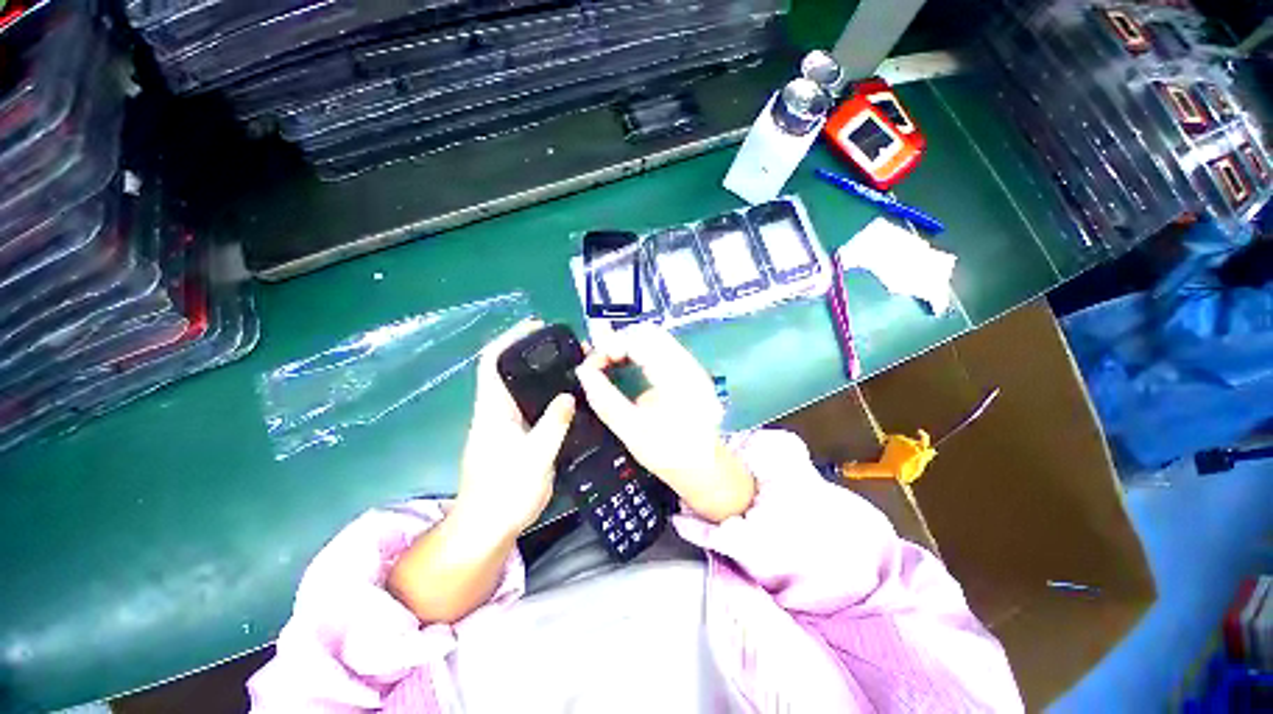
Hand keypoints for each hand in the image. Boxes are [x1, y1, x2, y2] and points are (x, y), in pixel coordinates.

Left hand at [456, 319, 575, 536]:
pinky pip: (532, 405)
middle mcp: (496, 411)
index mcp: (493, 410)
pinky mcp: (514, 435)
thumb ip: (553, 425)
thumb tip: (569, 396)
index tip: (536, 327)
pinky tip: (569, 397)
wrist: (486, 528)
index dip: (510, 339)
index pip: (492, 362)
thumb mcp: (535, 458)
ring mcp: (504, 424)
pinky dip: (548, 394)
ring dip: (544, 374)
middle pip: (510, 370)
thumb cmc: (505, 493)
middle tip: (567, 348)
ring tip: (573, 367)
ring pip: (523, 388)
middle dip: (535, 353)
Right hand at [575, 324, 754, 521]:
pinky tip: (627, 368)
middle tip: (599, 362)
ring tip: (609, 364)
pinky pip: (660, 350)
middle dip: (618, 342)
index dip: (609, 345)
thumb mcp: (631, 430)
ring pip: (654, 339)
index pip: (637, 339)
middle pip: (647, 332)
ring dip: (628, 346)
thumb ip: (604, 398)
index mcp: (675, 375)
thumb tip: (583, 373)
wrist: (707, 470)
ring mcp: (690, 366)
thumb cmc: (670, 454)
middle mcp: (686, 363)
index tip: (592, 365)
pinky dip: (639, 353)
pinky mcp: (688, 373)